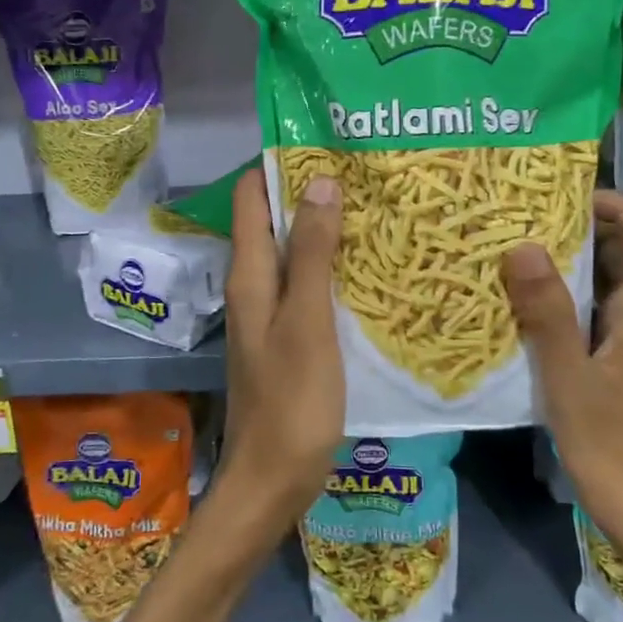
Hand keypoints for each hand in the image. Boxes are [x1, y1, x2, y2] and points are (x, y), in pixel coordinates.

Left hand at [212, 165, 345, 537]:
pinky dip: (330, 265)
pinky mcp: (289, 336)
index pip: (252, 198)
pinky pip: (307, 284)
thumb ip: (312, 255)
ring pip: (293, 253)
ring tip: (372, 205)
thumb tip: (318, 182)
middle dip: (309, 192)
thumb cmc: (292, 403)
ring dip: (323, 227)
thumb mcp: (307, 322)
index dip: (278, 164)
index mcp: (250, 276)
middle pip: (274, 221)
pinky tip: (366, 265)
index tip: (322, 139)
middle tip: (362, 169)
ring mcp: (271, 313)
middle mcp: (254, 286)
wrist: (273, 482)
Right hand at [501, 190, 622, 559]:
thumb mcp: (571, 382)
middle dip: (583, 228)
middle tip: (524, 219)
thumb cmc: (619, 455)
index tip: (568, 199)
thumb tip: (521, 245)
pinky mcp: (615, 369)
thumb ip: (547, 314)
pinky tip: (520, 309)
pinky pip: (591, 317)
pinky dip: (561, 302)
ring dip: (568, 265)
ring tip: (512, 252)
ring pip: (607, 286)